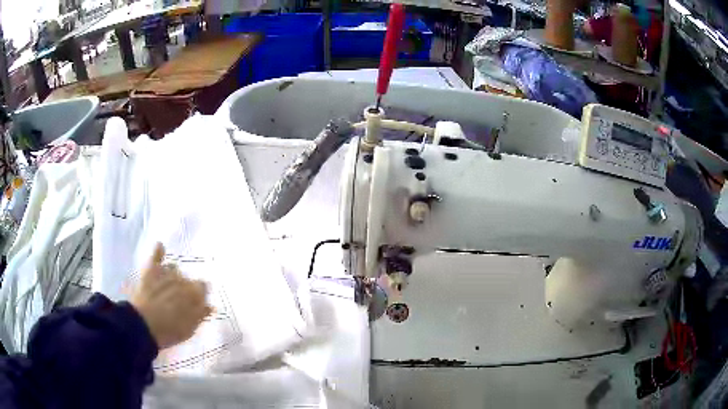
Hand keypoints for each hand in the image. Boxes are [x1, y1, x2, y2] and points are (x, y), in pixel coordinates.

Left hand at [131, 243, 211, 348]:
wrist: (144, 324)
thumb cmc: (169, 331)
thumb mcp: (189, 329)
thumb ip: (200, 315)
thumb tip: (211, 306)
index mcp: (194, 293)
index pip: (203, 287)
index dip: (199, 295)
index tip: (195, 303)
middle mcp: (182, 279)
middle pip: (187, 278)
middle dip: (185, 286)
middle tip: (179, 299)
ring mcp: (166, 273)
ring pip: (173, 268)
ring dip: (173, 275)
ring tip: (167, 285)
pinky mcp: (151, 270)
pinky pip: (156, 255)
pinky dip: (158, 250)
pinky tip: (160, 246)